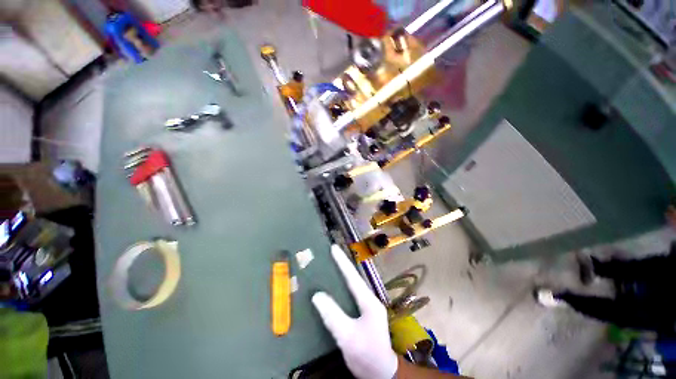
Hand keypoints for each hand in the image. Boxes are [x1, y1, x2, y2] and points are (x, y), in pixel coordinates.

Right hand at [312, 245, 397, 378]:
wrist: (380, 373)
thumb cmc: (367, 354)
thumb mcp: (348, 336)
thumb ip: (333, 315)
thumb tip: (317, 295)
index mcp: (368, 301)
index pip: (353, 277)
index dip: (342, 262)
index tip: (334, 248)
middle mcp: (369, 299)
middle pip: (353, 278)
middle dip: (343, 265)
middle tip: (331, 253)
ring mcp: (367, 307)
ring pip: (352, 286)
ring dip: (343, 274)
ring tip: (331, 264)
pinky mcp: (363, 314)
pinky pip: (350, 295)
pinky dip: (342, 287)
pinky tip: (334, 287)